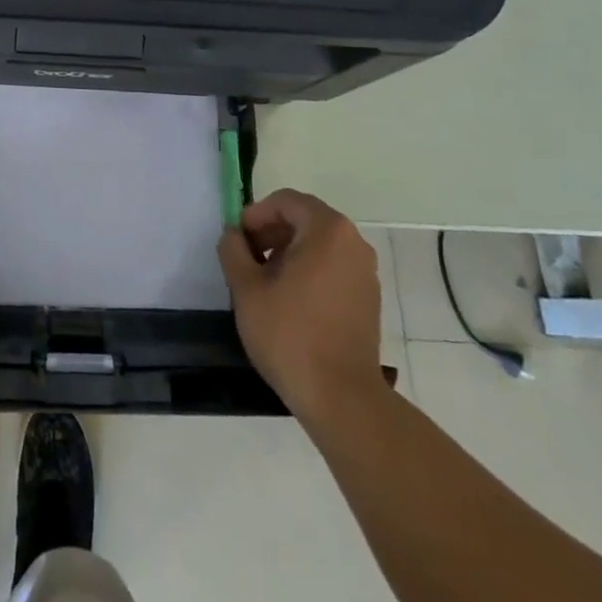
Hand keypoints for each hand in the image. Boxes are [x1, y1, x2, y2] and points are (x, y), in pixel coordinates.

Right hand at [218, 188, 389, 431]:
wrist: (342, 399)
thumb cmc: (290, 335)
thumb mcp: (246, 288)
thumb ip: (233, 250)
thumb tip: (233, 235)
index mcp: (327, 230)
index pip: (286, 201)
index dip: (256, 214)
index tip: (237, 240)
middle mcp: (353, 243)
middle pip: (304, 219)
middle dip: (271, 232)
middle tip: (246, 258)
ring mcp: (365, 272)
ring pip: (319, 245)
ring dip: (288, 252)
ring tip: (264, 282)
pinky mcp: (368, 299)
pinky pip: (333, 267)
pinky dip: (309, 271)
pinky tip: (289, 301)